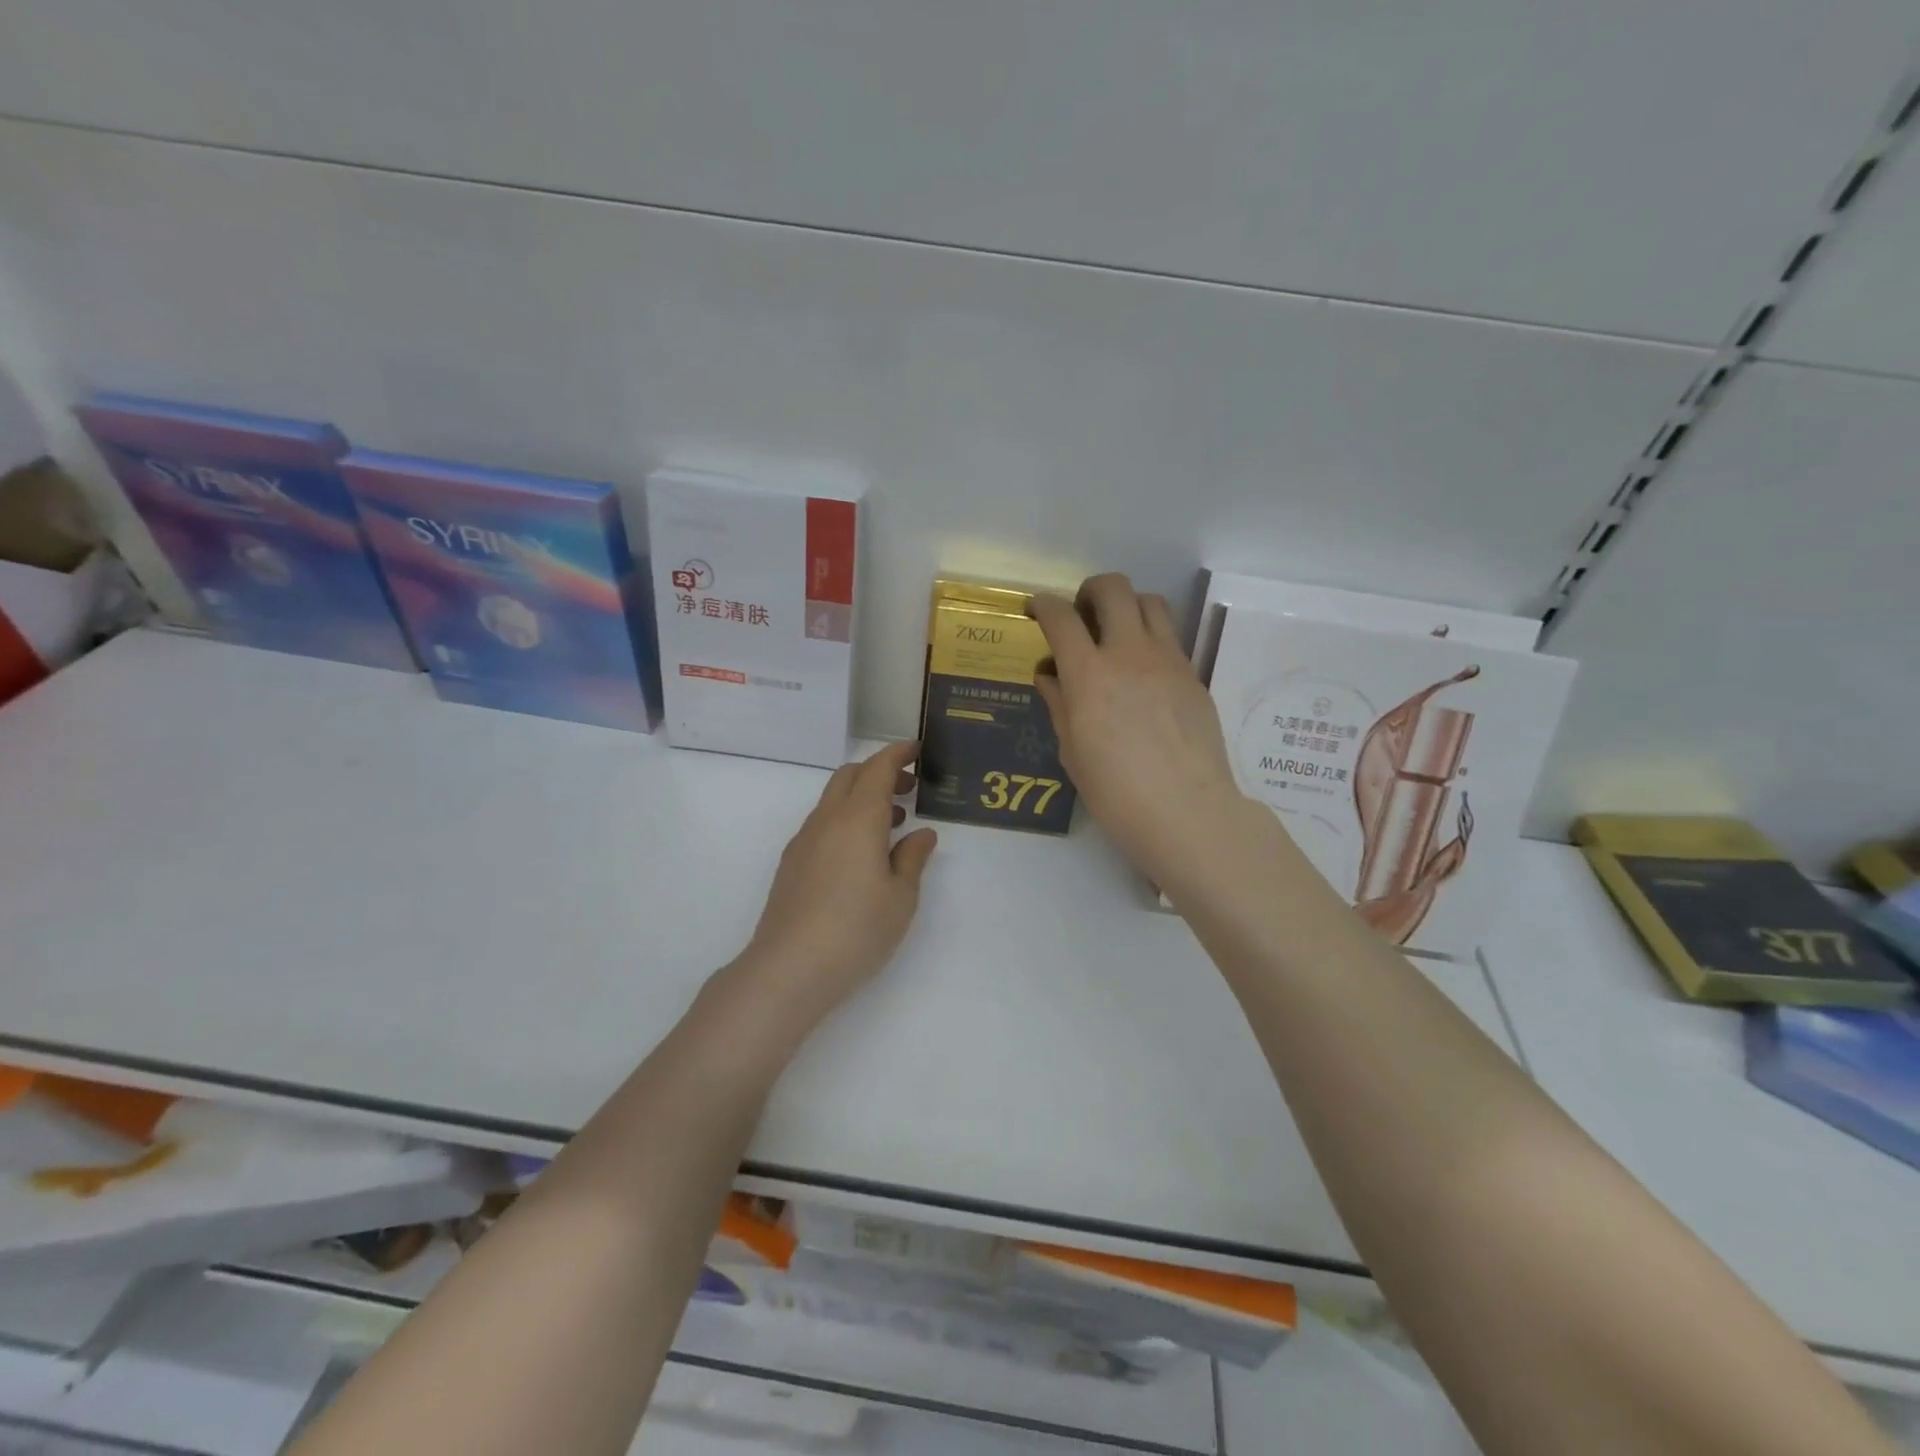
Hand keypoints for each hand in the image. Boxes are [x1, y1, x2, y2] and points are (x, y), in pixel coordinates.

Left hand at [735, 740, 938, 1026]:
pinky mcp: (792, 864)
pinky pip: (822, 824)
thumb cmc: (856, 929)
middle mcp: (826, 820)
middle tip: (908, 787)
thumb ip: (912, 858)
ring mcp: (804, 841)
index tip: (917, 750)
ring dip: (862, 797)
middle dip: (879, 771)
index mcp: (857, 819)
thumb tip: (921, 834)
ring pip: (833, 800)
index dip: (898, 754)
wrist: (789, 968)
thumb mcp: (901, 897)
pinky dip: (845, 820)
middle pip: (850, 776)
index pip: (877, 768)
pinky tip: (860, 854)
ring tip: (892, 823)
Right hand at [1031, 574, 1248, 881]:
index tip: (1038, 609)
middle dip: (1090, 591)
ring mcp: (1168, 660)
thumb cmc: (1116, 792)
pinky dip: (1150, 639)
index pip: (1061, 617)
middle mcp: (1130, 654)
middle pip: (1114, 588)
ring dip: (1127, 607)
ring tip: (1117, 635)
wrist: (1186, 811)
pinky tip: (1143, 674)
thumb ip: (1060, 705)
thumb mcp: (1073, 752)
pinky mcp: (1193, 675)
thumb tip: (1050, 676)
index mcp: (1089, 674)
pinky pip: (1170, 638)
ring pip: (1150, 602)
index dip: (1044, 605)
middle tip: (1082, 615)